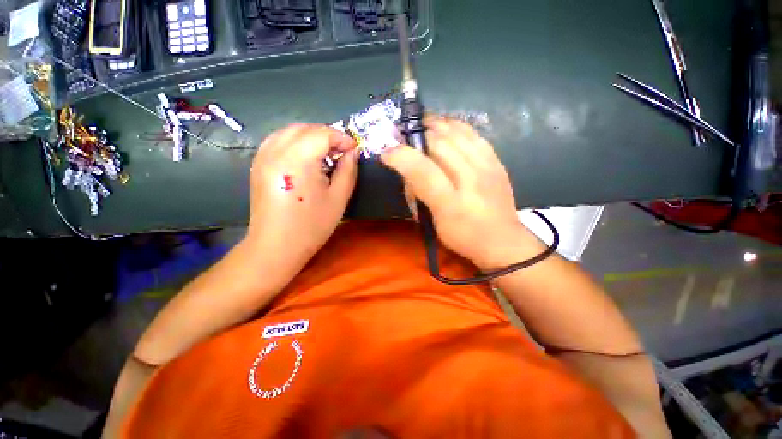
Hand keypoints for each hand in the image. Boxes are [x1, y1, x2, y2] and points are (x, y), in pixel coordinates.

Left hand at [247, 124, 358, 276]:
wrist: (276, 246)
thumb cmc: (311, 226)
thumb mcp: (338, 199)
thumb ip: (348, 171)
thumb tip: (352, 152)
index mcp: (297, 160)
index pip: (322, 134)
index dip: (342, 138)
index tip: (354, 150)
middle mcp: (276, 151)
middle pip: (306, 128)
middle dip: (328, 135)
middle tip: (342, 152)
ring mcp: (263, 156)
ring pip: (290, 130)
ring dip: (312, 136)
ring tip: (326, 153)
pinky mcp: (258, 163)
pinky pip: (278, 139)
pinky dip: (296, 140)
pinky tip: (306, 155)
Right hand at [381, 117, 541, 268]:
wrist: (504, 242)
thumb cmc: (464, 237)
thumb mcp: (435, 224)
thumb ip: (419, 198)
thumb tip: (407, 173)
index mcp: (450, 203)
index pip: (422, 171)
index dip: (400, 156)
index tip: (386, 152)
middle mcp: (469, 180)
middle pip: (440, 145)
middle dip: (417, 134)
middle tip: (403, 133)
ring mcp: (487, 168)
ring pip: (458, 135)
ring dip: (437, 124)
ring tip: (423, 122)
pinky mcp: (497, 163)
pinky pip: (476, 136)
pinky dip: (459, 126)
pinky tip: (448, 125)